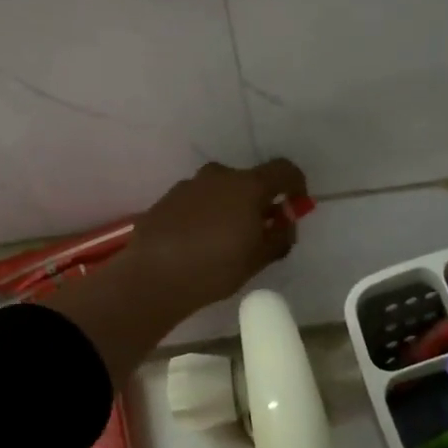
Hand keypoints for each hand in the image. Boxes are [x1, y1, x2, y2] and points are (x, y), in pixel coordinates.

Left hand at [120, 159, 308, 322]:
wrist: (152, 277)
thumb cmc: (215, 268)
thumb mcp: (258, 259)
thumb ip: (280, 237)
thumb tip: (285, 224)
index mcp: (247, 186)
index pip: (283, 170)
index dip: (296, 185)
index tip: (295, 206)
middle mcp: (218, 176)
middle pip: (249, 181)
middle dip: (259, 201)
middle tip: (258, 231)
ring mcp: (189, 185)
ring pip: (220, 190)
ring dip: (229, 207)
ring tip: (224, 241)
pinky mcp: (166, 199)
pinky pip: (197, 201)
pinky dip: (205, 214)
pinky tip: (197, 243)